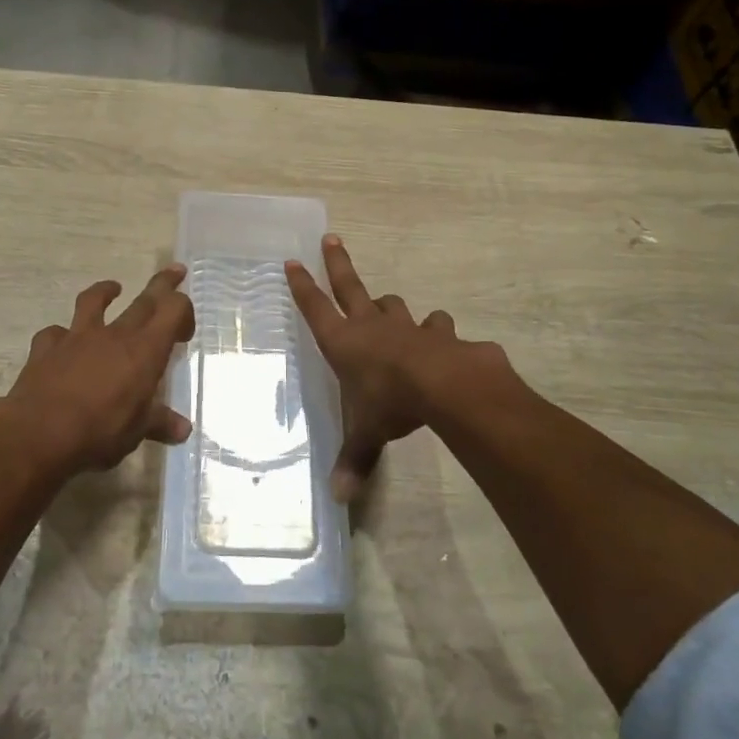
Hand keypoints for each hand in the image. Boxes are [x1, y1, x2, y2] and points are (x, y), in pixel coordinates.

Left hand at [0, 266, 195, 476]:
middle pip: (144, 300)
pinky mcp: (46, 348)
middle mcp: (114, 335)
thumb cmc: (98, 432)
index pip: (172, 310)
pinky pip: (54, 333)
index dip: (183, 311)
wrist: (38, 434)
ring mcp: (77, 337)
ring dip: (105, 291)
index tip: (184, 331)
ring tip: (113, 288)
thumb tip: (184, 430)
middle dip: (162, 284)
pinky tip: (61, 341)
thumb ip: (160, 424)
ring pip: (92, 301)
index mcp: (144, 351)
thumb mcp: (136, 432)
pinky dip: (61, 334)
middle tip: (175, 270)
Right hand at [286, 235, 510, 501]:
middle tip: (331, 240)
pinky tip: (444, 345)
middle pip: (351, 286)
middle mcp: (371, 326)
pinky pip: (436, 328)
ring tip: (393, 315)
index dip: (302, 286)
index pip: (315, 309)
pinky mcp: (440, 333)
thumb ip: (355, 460)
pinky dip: (437, 335)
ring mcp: (407, 325)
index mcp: (344, 343)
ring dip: (391, 309)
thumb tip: (339, 498)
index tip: (292, 261)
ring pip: (394, 306)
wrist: (445, 386)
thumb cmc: (390, 405)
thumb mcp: (367, 433)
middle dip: (338, 264)